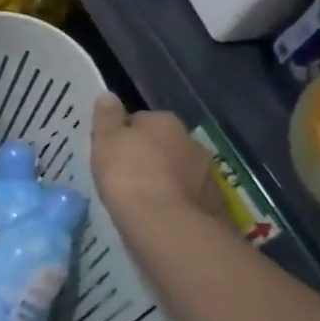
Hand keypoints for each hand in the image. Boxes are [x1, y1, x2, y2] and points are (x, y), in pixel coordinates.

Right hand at [90, 95, 220, 223]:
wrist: (166, 225)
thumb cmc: (128, 175)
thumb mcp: (105, 140)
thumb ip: (106, 116)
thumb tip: (108, 95)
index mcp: (164, 121)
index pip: (139, 120)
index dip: (122, 136)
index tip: (110, 153)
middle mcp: (190, 141)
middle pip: (162, 144)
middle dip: (147, 156)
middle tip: (125, 176)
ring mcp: (206, 173)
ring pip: (177, 170)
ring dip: (164, 178)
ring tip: (143, 199)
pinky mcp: (213, 203)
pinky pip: (187, 196)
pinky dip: (176, 201)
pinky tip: (160, 215)